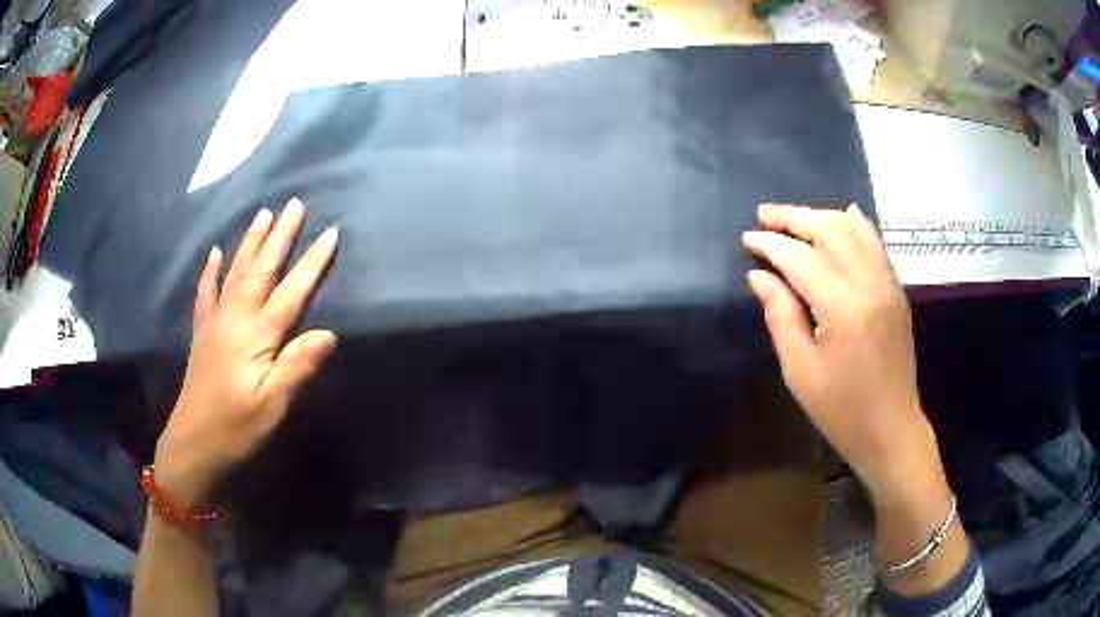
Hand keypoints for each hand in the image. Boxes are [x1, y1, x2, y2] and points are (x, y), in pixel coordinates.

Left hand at [154, 198, 338, 508]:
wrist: (193, 444)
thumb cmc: (237, 429)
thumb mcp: (272, 406)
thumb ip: (297, 368)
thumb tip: (328, 333)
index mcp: (256, 337)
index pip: (291, 293)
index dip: (312, 263)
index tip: (330, 233)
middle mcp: (235, 319)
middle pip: (260, 270)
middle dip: (279, 236)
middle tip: (293, 204)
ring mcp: (215, 323)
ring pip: (235, 273)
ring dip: (250, 242)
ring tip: (262, 214)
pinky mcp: (203, 334)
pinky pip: (206, 293)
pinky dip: (211, 271)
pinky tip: (216, 253)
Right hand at [742, 203, 944, 505]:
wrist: (891, 428)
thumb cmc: (841, 410)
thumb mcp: (800, 370)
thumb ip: (780, 315)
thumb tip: (760, 275)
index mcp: (843, 307)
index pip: (800, 258)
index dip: (771, 244)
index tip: (747, 238)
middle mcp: (869, 283)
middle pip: (829, 230)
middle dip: (794, 217)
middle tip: (764, 214)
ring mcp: (887, 283)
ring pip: (854, 229)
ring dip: (822, 216)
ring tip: (795, 217)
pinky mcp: (896, 289)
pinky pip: (876, 242)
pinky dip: (856, 224)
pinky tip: (844, 214)